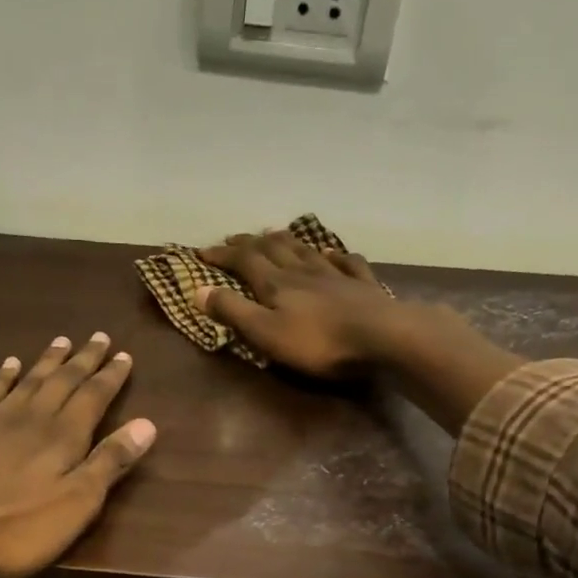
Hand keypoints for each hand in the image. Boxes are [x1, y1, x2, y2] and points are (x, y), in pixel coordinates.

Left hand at [0, 333, 153, 577]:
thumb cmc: (14, 529)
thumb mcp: (76, 504)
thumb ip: (109, 463)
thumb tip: (147, 424)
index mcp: (63, 437)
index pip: (94, 397)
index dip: (111, 377)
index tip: (125, 355)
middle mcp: (30, 418)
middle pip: (62, 381)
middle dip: (83, 360)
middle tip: (98, 336)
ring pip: (27, 381)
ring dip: (47, 361)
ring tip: (61, 341)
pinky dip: (2, 376)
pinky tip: (8, 365)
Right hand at [196, 231, 411, 378]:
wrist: (381, 338)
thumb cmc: (318, 343)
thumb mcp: (265, 333)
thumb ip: (233, 311)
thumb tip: (196, 289)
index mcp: (276, 284)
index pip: (243, 260)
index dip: (222, 255)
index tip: (202, 252)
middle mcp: (303, 271)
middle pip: (273, 248)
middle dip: (250, 242)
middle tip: (235, 239)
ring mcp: (335, 275)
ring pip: (305, 250)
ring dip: (286, 240)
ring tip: (274, 234)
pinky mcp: (362, 286)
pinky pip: (346, 263)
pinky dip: (333, 255)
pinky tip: (330, 253)